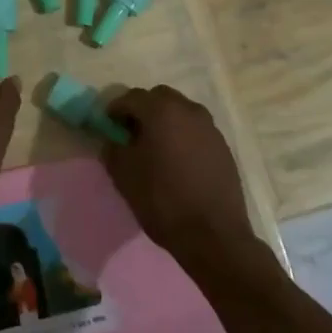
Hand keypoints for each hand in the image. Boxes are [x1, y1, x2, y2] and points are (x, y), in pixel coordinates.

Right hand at [104, 86, 260, 275]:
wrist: (213, 235)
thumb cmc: (162, 199)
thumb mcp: (124, 175)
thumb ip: (113, 148)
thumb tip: (113, 140)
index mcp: (162, 110)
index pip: (131, 97)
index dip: (115, 109)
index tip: (107, 126)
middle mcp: (188, 110)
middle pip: (159, 98)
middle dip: (143, 110)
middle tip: (132, 134)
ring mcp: (210, 128)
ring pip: (180, 113)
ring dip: (166, 122)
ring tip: (157, 149)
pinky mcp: (223, 147)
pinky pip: (196, 132)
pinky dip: (183, 137)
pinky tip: (178, 163)